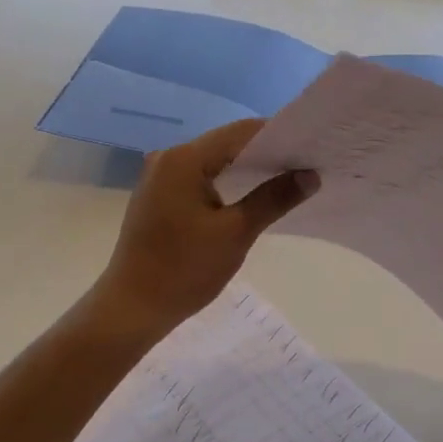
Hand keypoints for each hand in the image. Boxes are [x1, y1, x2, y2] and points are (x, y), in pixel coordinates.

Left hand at [92, 119, 316, 335]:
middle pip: (226, 144)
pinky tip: (250, 196)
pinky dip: (226, 183)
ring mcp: (159, 177)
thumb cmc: (184, 270)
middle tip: (305, 164)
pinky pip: (199, 178)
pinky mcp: (158, 197)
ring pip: (213, 161)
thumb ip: (274, 198)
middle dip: (265, 153)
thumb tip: (310, 175)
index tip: (310, 148)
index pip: (241, 133)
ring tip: (287, 179)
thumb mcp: (236, 233)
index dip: (278, 136)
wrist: (132, 308)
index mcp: (184, 159)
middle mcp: (168, 158)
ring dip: (246, 169)